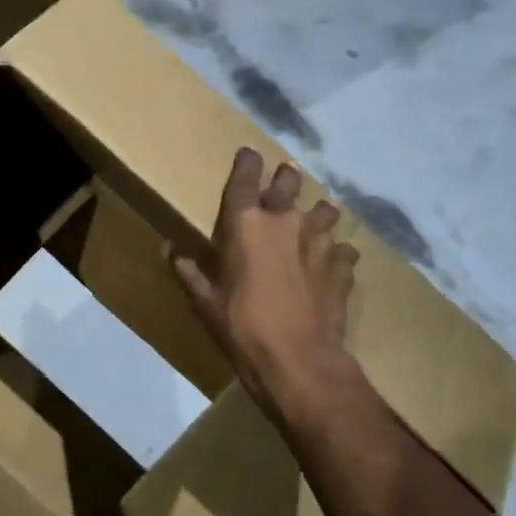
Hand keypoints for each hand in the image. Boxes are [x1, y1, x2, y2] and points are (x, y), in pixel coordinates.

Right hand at [174, 148, 361, 420]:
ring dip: (317, 213)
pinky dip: (336, 252)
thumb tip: (171, 251)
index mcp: (246, 224)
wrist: (299, 361)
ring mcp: (319, 242)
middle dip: (285, 178)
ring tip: (312, 223)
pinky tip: (331, 264)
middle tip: (282, 182)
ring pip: (325, 210)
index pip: (246, 177)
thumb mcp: (206, 302)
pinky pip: (343, 249)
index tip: (248, 154)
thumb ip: (190, 272)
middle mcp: (285, 221)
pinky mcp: (343, 266)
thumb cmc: (242, 327)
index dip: (247, 162)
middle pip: (290, 181)